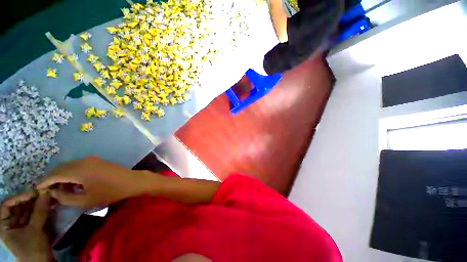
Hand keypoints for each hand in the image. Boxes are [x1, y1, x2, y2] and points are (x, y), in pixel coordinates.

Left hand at [0, 192, 51, 261]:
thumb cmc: (33, 249)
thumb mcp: (35, 230)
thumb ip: (40, 211)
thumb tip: (46, 193)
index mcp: (4, 225)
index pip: (7, 206)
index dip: (18, 198)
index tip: (32, 193)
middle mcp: (10, 224)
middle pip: (18, 207)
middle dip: (30, 200)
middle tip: (43, 193)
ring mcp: (21, 226)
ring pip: (27, 211)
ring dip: (36, 204)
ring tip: (47, 197)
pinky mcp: (30, 228)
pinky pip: (33, 216)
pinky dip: (40, 209)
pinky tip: (48, 204)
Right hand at [37, 157, 159, 208]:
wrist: (131, 181)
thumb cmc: (110, 193)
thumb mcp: (86, 200)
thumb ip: (66, 198)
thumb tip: (53, 193)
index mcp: (79, 170)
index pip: (55, 175)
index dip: (44, 182)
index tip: (37, 189)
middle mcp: (83, 161)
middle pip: (60, 169)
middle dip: (52, 179)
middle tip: (49, 192)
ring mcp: (91, 160)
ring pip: (69, 166)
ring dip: (62, 176)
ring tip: (62, 191)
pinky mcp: (96, 161)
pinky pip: (78, 166)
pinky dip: (71, 174)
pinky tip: (74, 184)